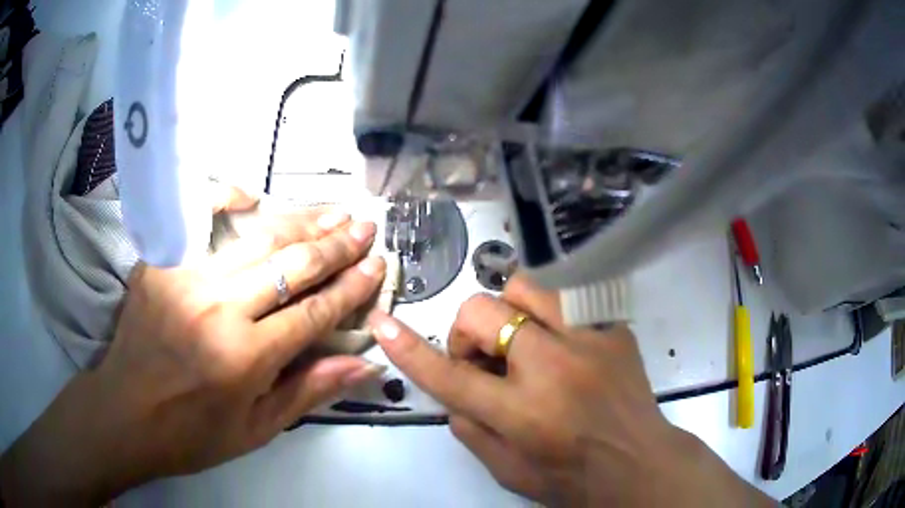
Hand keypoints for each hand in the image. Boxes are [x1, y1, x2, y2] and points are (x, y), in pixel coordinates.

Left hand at [1, 191, 386, 505]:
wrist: (125, 414)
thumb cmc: (192, 433)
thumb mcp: (256, 429)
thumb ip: (309, 391)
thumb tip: (366, 365)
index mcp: (245, 358)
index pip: (313, 312)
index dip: (350, 288)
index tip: (377, 266)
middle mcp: (218, 310)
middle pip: (288, 266)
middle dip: (334, 245)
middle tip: (364, 226)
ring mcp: (184, 279)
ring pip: (252, 239)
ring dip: (297, 222)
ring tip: (331, 211)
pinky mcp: (159, 264)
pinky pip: (197, 223)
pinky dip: (226, 202)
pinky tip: (252, 197)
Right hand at [370, 275, 772, 506]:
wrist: (639, 464)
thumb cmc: (571, 478)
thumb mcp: (507, 470)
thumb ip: (470, 430)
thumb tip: (454, 393)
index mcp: (522, 412)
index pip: (450, 375)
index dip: (410, 349)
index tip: (385, 325)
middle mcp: (553, 368)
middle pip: (484, 312)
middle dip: (470, 332)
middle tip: (486, 359)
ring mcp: (589, 341)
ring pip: (526, 288)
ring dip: (509, 313)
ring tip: (522, 342)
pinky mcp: (614, 330)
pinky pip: (568, 302)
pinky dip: (551, 319)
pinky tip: (563, 349)